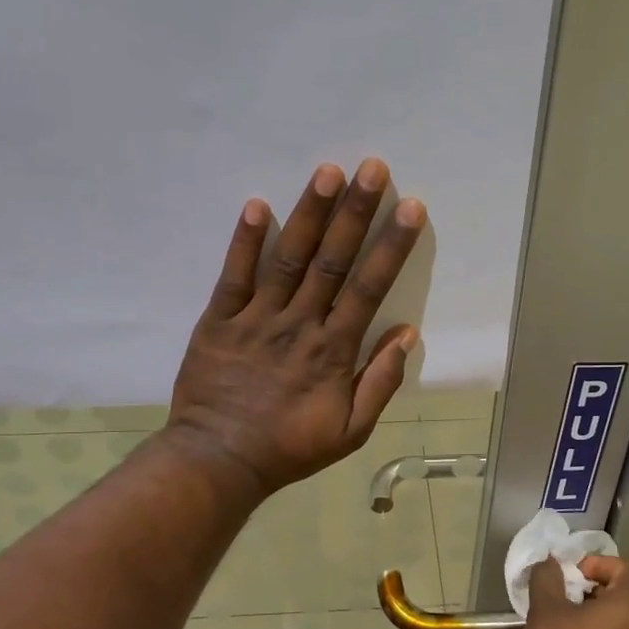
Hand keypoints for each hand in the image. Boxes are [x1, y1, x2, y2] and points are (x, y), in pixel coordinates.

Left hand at [165, 158, 425, 495]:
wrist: (219, 460)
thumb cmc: (290, 448)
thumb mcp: (351, 431)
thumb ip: (380, 382)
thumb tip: (407, 333)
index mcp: (333, 350)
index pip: (368, 288)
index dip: (390, 246)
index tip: (410, 208)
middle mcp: (299, 325)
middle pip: (332, 261)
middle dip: (355, 212)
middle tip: (372, 168)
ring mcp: (256, 319)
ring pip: (288, 259)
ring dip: (308, 214)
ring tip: (327, 172)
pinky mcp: (218, 321)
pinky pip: (233, 276)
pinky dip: (244, 241)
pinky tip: (256, 204)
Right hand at [519, 556, 628, 628]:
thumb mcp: (545, 614)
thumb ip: (547, 580)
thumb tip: (552, 564)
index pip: (626, 568)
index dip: (597, 564)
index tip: (569, 577)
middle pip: (623, 596)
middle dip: (589, 592)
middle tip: (557, 602)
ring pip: (618, 625)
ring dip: (590, 620)